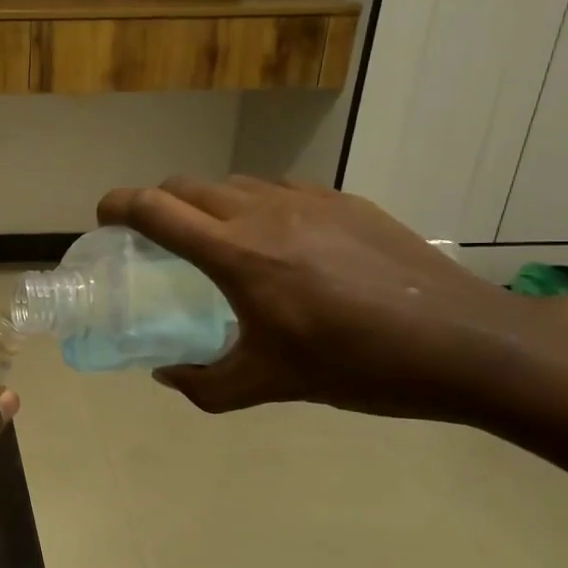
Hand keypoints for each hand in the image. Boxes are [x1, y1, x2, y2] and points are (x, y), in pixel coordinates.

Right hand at [98, 176, 521, 418]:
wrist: (463, 341)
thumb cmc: (355, 364)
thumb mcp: (269, 385)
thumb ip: (205, 384)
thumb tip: (166, 375)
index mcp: (236, 254)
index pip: (155, 209)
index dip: (119, 206)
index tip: (104, 219)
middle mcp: (264, 212)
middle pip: (187, 185)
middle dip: (158, 203)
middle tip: (156, 237)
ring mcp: (308, 200)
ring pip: (234, 182)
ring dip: (208, 203)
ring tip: (218, 241)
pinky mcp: (345, 201)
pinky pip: (280, 188)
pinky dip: (257, 204)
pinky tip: (279, 241)